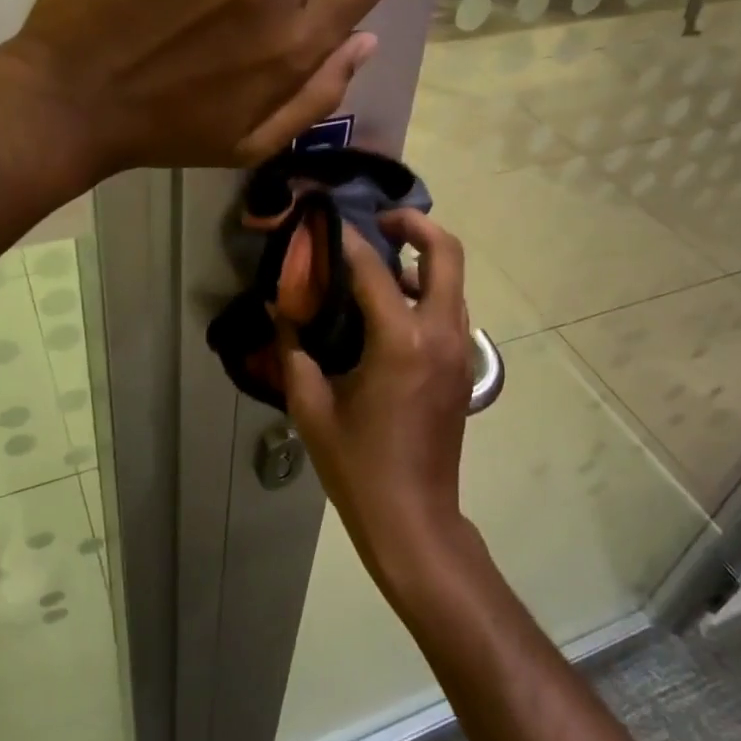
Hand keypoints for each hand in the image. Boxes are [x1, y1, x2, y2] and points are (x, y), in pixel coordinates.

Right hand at [279, 210, 476, 596]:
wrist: (414, 519)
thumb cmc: (358, 466)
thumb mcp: (312, 408)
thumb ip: (293, 352)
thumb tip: (277, 310)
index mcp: (401, 341)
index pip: (375, 269)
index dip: (347, 240)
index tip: (324, 222)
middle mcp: (440, 334)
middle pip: (447, 253)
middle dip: (416, 225)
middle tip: (380, 222)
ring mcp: (459, 350)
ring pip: (453, 280)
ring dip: (423, 259)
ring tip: (379, 265)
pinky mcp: (463, 367)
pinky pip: (450, 310)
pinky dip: (427, 291)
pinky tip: (389, 310)